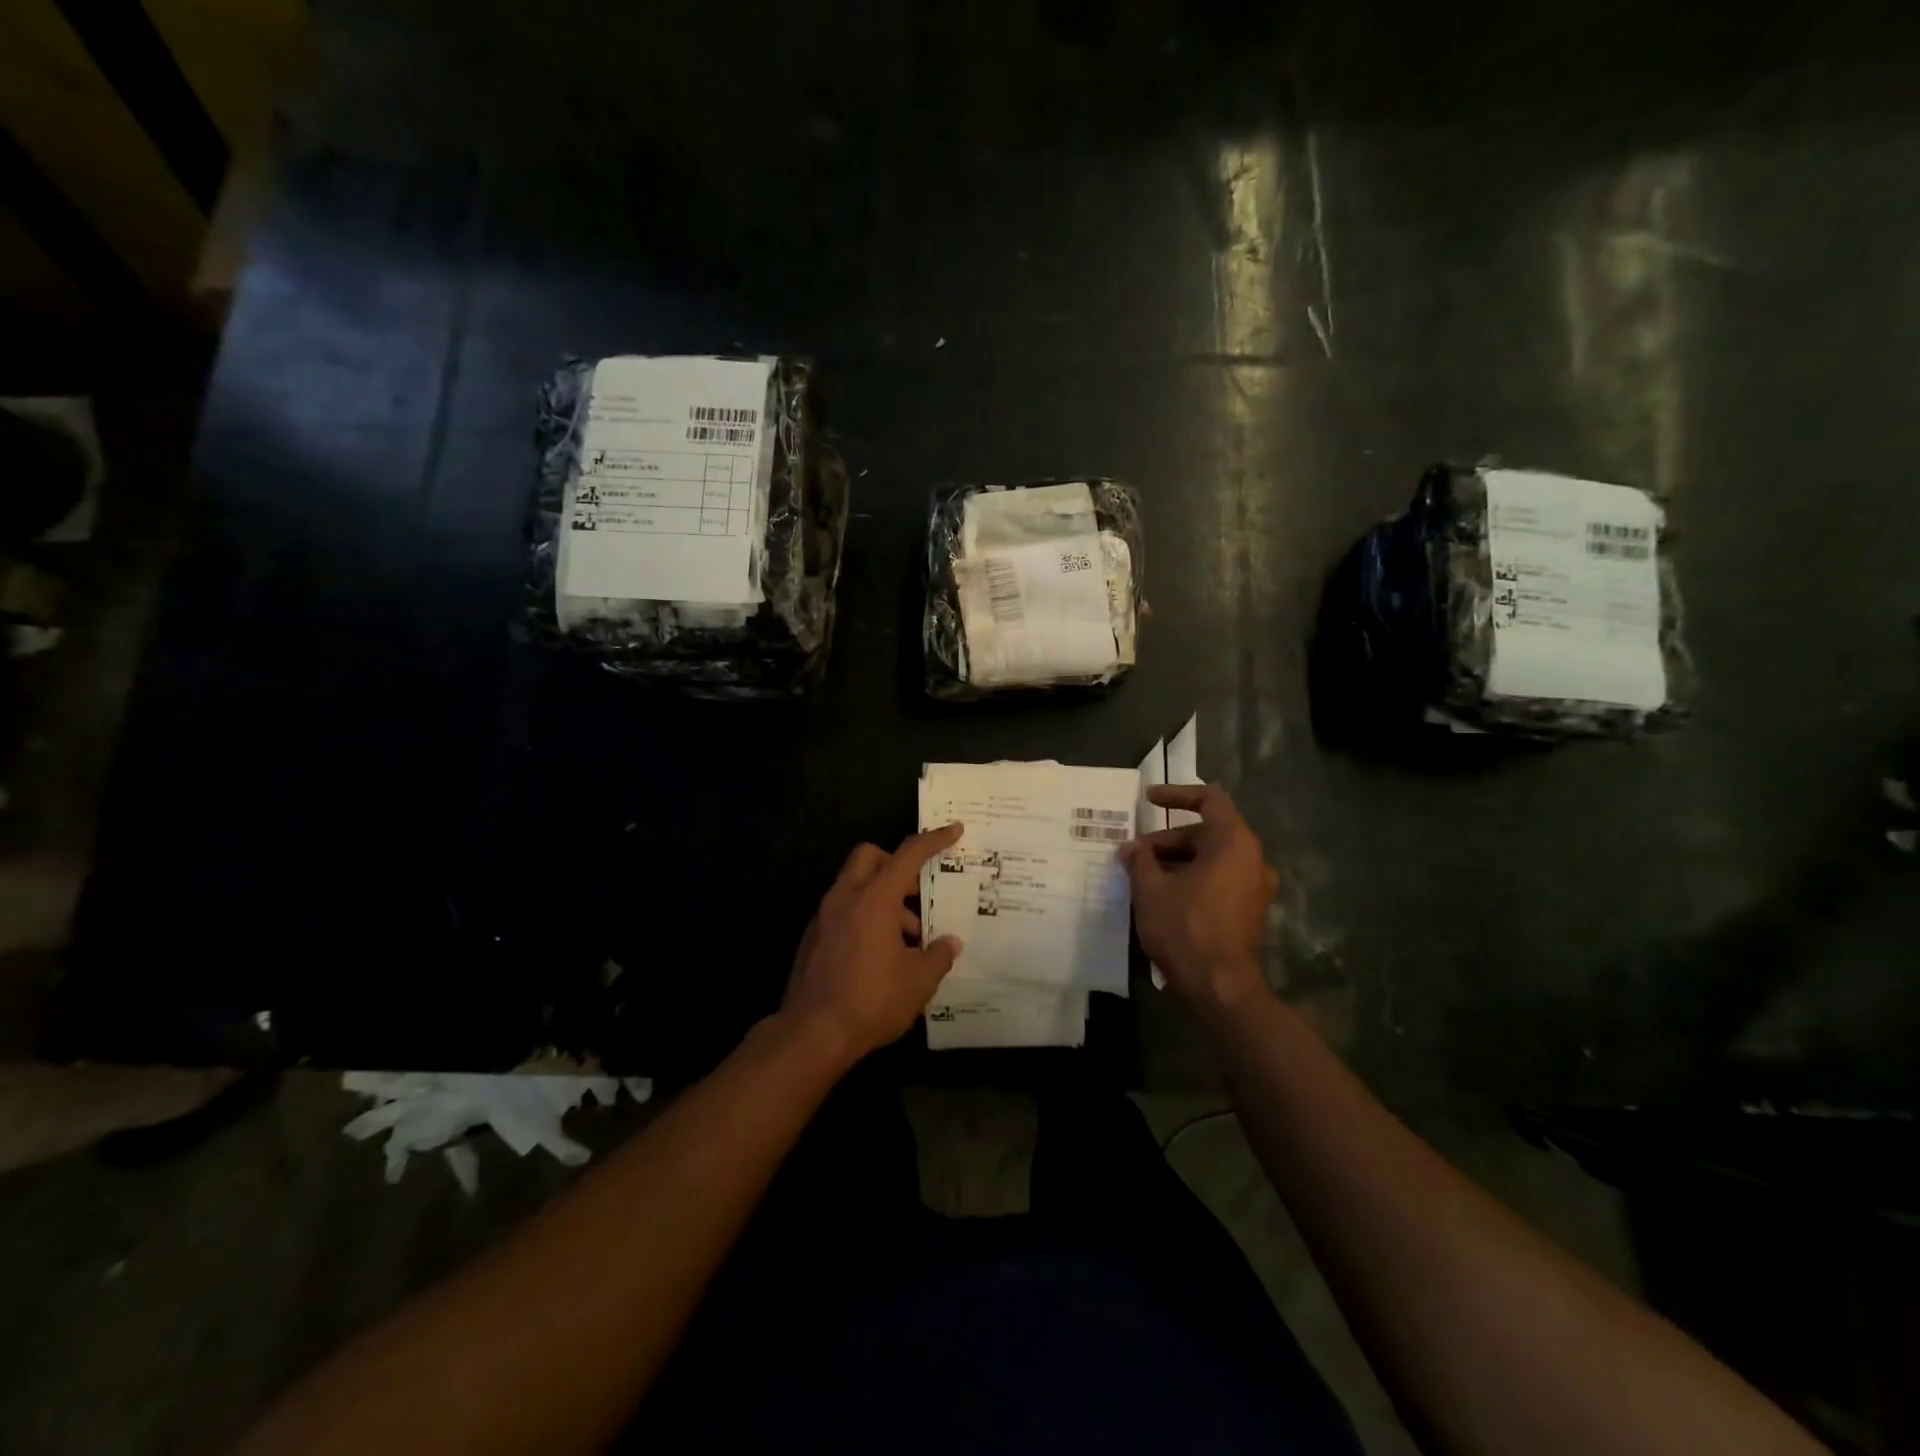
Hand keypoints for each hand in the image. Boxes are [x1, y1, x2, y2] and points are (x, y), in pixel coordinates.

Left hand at [783, 825, 965, 1063]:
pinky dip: (864, 918)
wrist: (812, 1034)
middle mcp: (845, 898)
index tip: (955, 830)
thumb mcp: (919, 981)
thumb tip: (950, 943)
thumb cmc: (871, 1000)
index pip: (908, 855)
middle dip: (896, 865)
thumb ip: (938, 955)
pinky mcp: (813, 938)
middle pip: (870, 857)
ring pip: (856, 886)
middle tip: (917, 893)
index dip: (934, 840)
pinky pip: (843, 911)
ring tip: (908, 941)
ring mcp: (824, 917)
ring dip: (883, 899)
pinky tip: (880, 956)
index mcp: (874, 899)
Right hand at [1120, 785, 1276, 1005]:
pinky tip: (1163, 897)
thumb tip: (1131, 848)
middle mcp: (1252, 859)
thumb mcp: (1151, 889)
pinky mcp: (1250, 912)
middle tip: (1134, 854)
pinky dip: (1192, 879)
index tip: (1148, 799)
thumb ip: (1140, 860)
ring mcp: (1255, 888)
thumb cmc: (1186, 928)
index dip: (1176, 794)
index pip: (1209, 799)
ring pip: (1212, 859)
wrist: (1221, 988)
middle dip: (1167, 839)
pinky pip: (1219, 881)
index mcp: (1234, 842)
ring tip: (1142, 877)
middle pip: (1207, 833)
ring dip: (1177, 861)